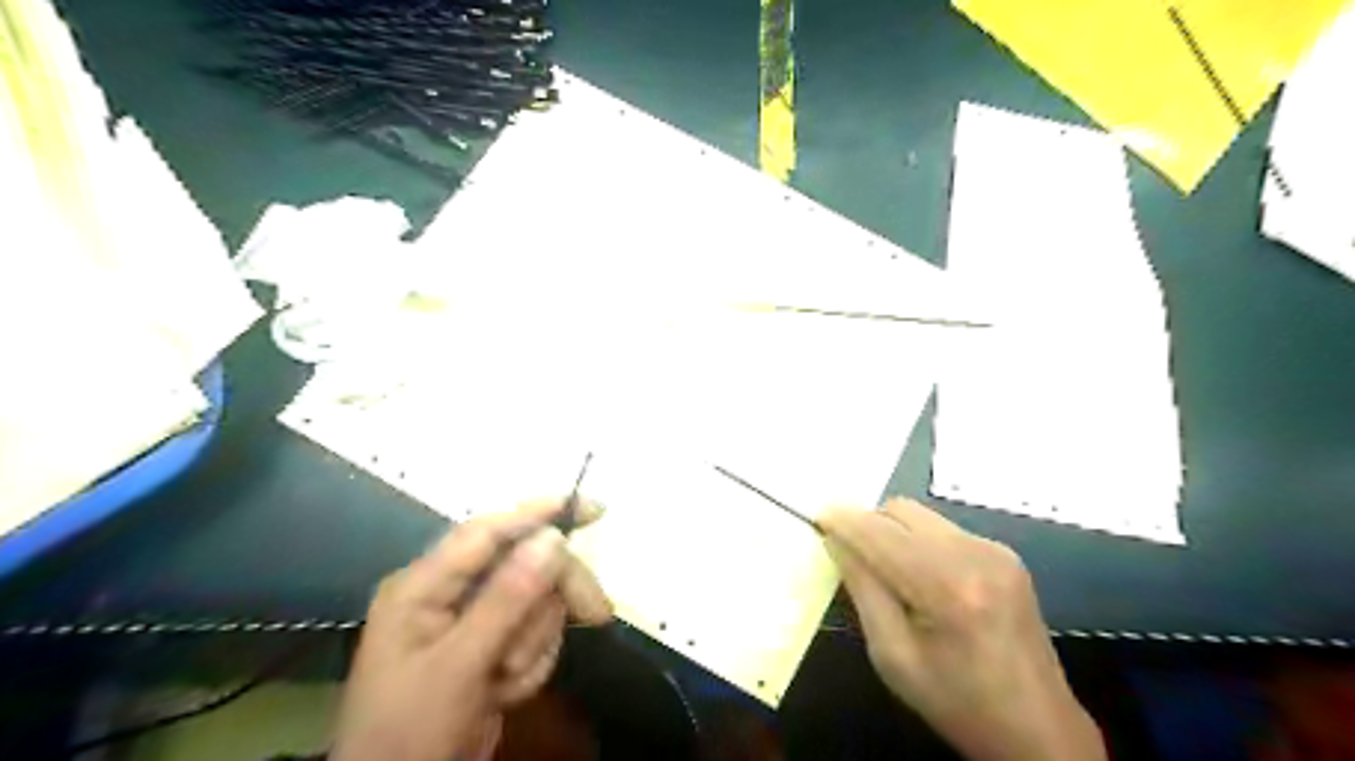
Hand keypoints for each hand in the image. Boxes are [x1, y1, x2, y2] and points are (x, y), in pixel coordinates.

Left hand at [334, 499, 614, 760]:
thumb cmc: (411, 731)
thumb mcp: (460, 665)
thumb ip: (506, 599)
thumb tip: (552, 537)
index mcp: (426, 584)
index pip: (489, 530)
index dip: (540, 512)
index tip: (593, 508)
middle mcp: (450, 592)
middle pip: (525, 566)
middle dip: (553, 596)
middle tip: (598, 615)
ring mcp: (472, 620)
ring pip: (535, 602)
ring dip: (534, 643)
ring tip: (507, 681)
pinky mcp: (490, 646)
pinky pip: (534, 634)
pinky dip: (532, 664)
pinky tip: (506, 691)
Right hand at [822, 500, 1104, 760]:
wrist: (1038, 729)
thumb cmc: (956, 702)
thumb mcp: (892, 655)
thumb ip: (862, 589)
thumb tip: (836, 541)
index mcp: (946, 586)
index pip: (879, 532)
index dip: (843, 520)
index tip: (817, 518)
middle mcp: (975, 554)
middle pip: (900, 510)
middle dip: (868, 523)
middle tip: (850, 553)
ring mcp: (995, 550)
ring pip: (921, 516)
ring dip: (894, 532)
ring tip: (888, 571)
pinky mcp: (1006, 554)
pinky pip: (944, 530)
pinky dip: (920, 542)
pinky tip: (923, 579)